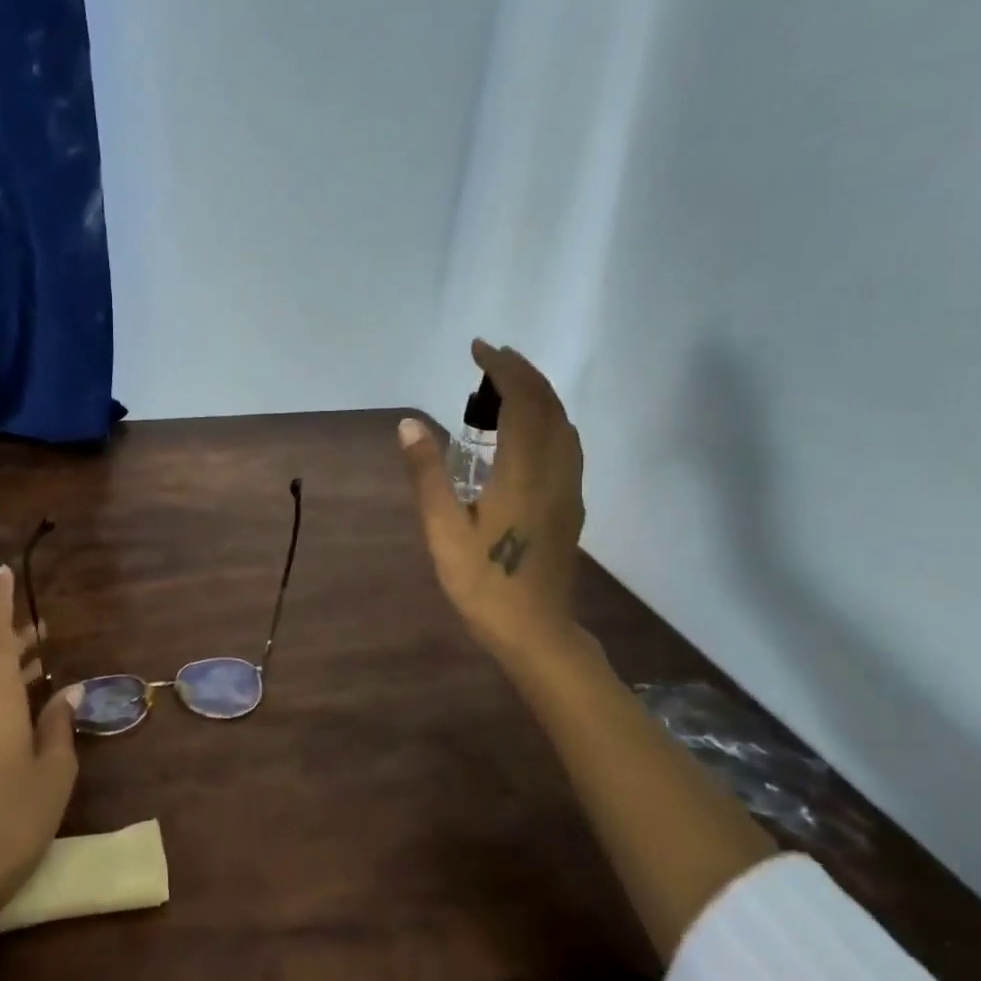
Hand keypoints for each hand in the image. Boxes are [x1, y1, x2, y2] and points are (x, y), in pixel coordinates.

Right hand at [400, 340, 587, 661]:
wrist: (535, 631)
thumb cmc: (483, 583)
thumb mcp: (443, 530)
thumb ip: (427, 474)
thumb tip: (409, 424)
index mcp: (525, 472)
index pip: (522, 401)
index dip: (502, 368)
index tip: (478, 349)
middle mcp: (556, 471)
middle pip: (549, 405)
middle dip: (522, 373)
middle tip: (489, 360)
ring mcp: (569, 488)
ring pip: (563, 424)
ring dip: (538, 395)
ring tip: (503, 388)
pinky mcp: (571, 504)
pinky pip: (566, 443)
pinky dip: (546, 419)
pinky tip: (523, 432)